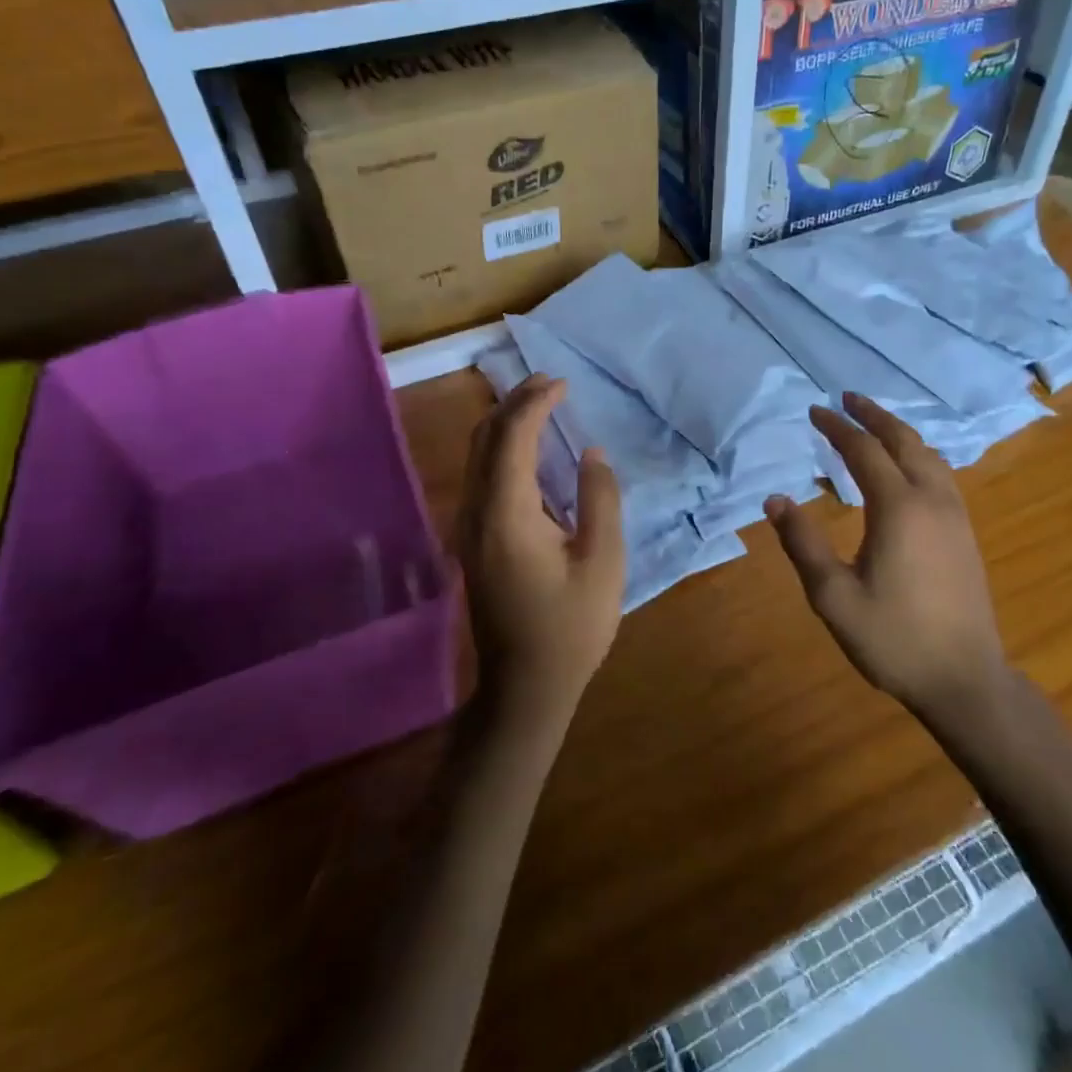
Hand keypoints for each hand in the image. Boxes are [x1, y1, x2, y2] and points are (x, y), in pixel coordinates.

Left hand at [455, 374, 625, 729]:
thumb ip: (599, 499)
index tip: (563, 384)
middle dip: (515, 403)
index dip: (535, 404)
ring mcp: (468, 528)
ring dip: (506, 424)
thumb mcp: (603, 562)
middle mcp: (477, 512)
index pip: (513, 438)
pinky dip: (502, 449)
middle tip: (551, 384)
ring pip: (477, 456)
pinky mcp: (472, 541)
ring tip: (541, 405)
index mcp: (507, 514)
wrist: (524, 687)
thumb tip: (591, 453)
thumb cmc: (571, 627)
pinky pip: (480, 476)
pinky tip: (528, 451)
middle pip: (485, 438)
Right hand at [764, 393, 1008, 724]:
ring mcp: (955, 515)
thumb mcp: (833, 596)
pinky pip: (941, 474)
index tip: (814, 411)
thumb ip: (803, 543)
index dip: (837, 428)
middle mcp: (931, 500)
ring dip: (899, 432)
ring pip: (928, 455)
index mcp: (898, 508)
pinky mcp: (965, 532)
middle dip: (873, 415)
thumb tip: (775, 500)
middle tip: (847, 398)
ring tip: (874, 424)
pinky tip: (908, 467)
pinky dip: (918, 454)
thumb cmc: (894, 638)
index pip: (863, 451)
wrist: (965, 680)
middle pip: (903, 441)